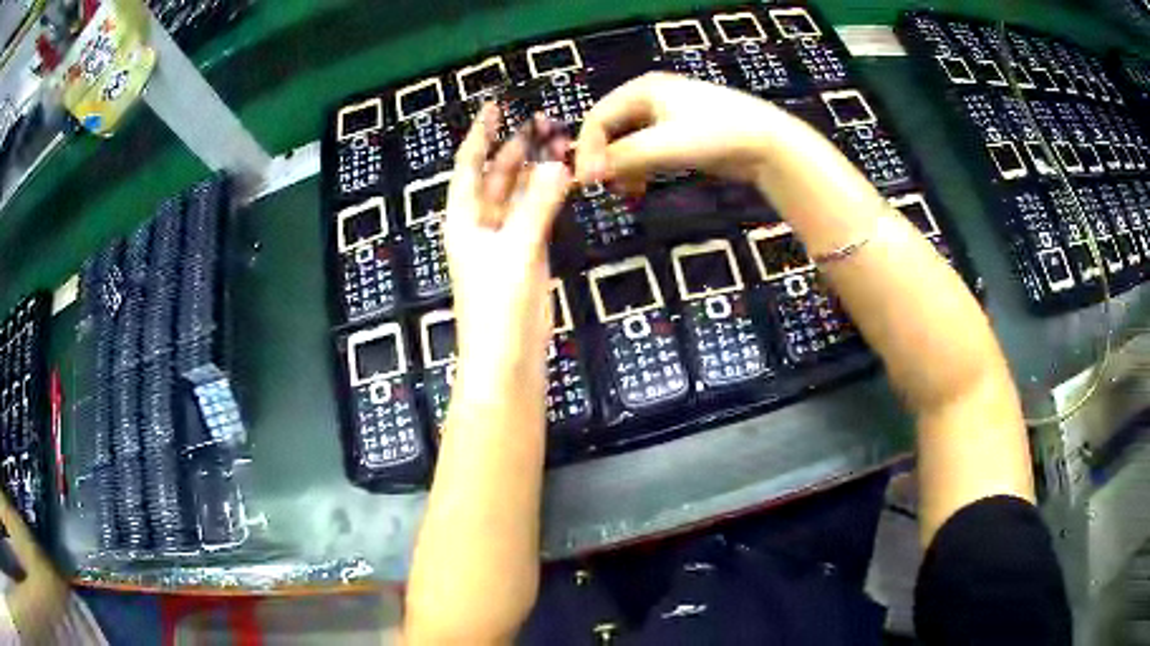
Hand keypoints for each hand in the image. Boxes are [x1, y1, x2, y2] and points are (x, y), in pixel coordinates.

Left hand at [445, 106, 572, 403]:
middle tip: (545, 119)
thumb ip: (537, 205)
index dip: (480, 133)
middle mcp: (480, 224)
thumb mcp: (516, 250)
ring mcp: (505, 239)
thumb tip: (558, 163)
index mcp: (464, 218)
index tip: (496, 105)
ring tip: (562, 141)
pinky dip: (549, 195)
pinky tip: (565, 178)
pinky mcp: (527, 254)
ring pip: (520, 193)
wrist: (508, 359)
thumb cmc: (499, 306)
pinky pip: (536, 214)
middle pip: (497, 175)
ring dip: (537, 168)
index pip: (469, 165)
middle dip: (517, 146)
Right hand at [575, 72, 783, 189]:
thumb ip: (623, 158)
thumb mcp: (664, 145)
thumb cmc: (715, 135)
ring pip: (628, 142)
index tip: (587, 183)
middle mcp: (649, 97)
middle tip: (604, 189)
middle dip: (605, 160)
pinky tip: (640, 187)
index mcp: (642, 89)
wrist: (767, 143)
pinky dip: (639, 168)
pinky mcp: (680, 133)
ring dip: (621, 167)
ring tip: (625, 191)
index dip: (588, 151)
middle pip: (611, 130)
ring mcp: (666, 115)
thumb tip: (584, 176)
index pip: (598, 118)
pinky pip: (647, 150)